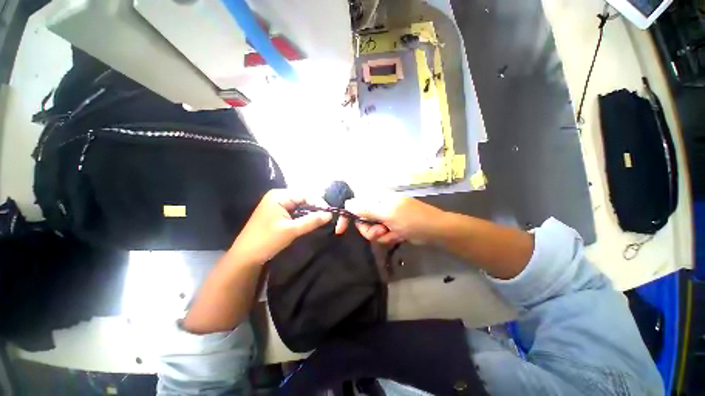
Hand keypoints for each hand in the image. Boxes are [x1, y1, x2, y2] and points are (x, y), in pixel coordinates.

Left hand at [231, 189, 332, 263]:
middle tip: (328, 217)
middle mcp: (278, 197)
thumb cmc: (267, 240)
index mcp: (279, 196)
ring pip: (300, 206)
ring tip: (322, 220)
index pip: (305, 195)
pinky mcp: (277, 214)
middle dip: (315, 208)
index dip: (319, 203)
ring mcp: (277, 205)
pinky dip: (303, 217)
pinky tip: (311, 222)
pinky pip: (294, 212)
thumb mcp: (291, 230)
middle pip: (303, 199)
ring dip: (310, 213)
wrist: (245, 257)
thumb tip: (330, 214)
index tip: (331, 213)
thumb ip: (312, 221)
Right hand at [336, 192, 445, 244]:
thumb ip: (366, 210)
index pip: (355, 204)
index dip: (347, 216)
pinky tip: (397, 236)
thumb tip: (348, 203)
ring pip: (371, 230)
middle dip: (369, 229)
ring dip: (379, 235)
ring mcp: (385, 218)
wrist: (434, 231)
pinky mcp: (390, 227)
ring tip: (391, 233)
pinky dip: (387, 237)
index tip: (340, 230)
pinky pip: (381, 235)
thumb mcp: (387, 214)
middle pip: (362, 220)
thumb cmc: (411, 219)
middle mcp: (379, 207)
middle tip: (380, 231)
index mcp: (377, 199)